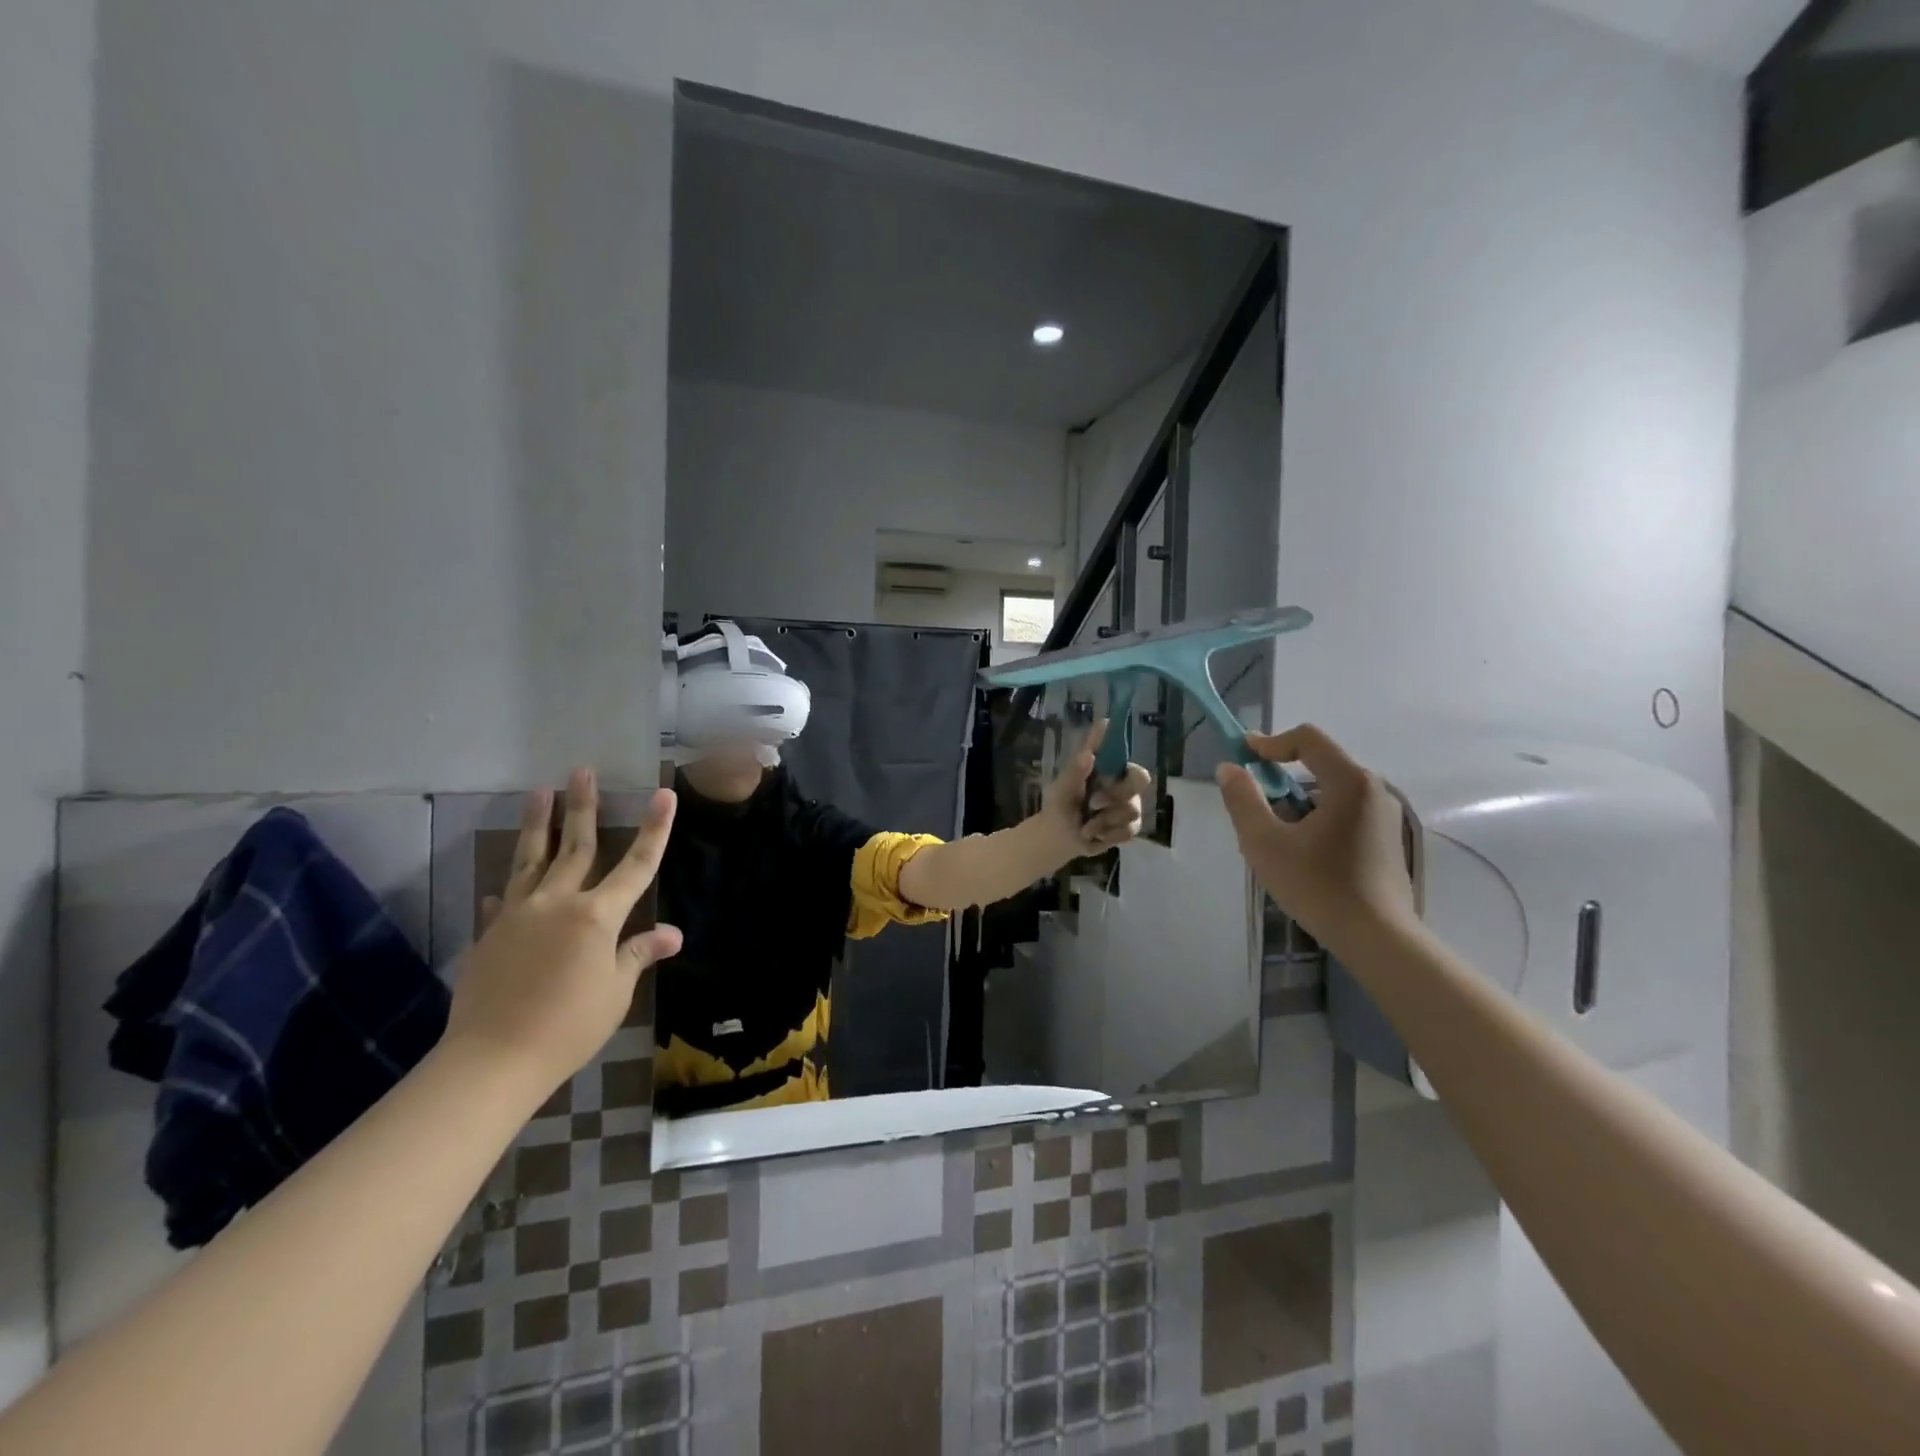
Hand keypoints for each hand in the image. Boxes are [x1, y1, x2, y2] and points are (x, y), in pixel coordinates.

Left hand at [446, 769, 681, 1098]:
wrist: (492, 1060)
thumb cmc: (568, 1026)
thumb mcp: (615, 991)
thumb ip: (639, 954)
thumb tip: (673, 934)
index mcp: (596, 916)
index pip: (636, 865)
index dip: (654, 829)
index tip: (664, 794)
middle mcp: (557, 903)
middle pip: (576, 846)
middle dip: (583, 807)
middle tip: (581, 771)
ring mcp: (517, 915)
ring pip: (530, 859)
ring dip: (538, 824)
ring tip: (539, 792)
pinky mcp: (489, 935)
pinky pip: (502, 901)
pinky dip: (508, 888)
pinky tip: (503, 883)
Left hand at [1043, 718, 1151, 854]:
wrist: (1059, 842)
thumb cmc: (1059, 808)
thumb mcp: (1061, 791)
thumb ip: (1074, 773)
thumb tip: (1088, 754)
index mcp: (1103, 768)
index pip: (1117, 749)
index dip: (1122, 749)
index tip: (1111, 754)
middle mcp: (1120, 782)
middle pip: (1140, 779)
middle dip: (1119, 793)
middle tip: (1094, 803)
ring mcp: (1128, 804)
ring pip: (1132, 809)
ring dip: (1105, 820)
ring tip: (1085, 827)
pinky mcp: (1129, 826)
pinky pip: (1129, 829)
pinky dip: (1109, 835)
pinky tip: (1094, 836)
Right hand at [1215, 724, 1414, 949]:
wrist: (1378, 939)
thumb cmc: (1318, 885)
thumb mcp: (1264, 842)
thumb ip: (1243, 800)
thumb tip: (1229, 768)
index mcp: (1349, 782)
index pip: (1308, 739)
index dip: (1270, 742)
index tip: (1242, 756)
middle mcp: (1374, 790)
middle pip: (1319, 765)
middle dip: (1281, 780)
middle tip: (1254, 810)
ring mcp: (1384, 817)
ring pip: (1330, 793)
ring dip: (1297, 805)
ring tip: (1275, 842)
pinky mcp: (1386, 841)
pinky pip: (1344, 814)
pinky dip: (1317, 821)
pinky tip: (1302, 857)